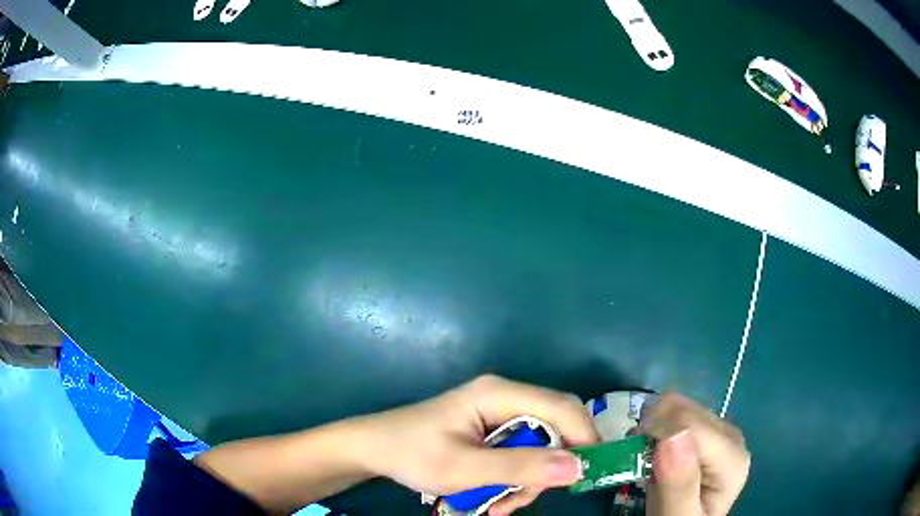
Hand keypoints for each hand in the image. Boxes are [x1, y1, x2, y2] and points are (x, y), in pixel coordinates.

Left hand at [355, 375, 600, 514]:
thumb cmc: (413, 453)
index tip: (588, 474)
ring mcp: (498, 414)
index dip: (584, 437)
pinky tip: (494, 500)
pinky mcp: (491, 431)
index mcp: (499, 393)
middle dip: (550, 466)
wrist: (373, 449)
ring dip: (528, 480)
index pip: (562, 407)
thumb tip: (578, 466)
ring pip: (539, 447)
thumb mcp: (465, 468)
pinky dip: (515, 479)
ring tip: (501, 507)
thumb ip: (521, 467)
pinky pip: (521, 454)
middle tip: (531, 497)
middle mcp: (505, 397)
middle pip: (555, 427)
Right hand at [639, 392, 750, 515]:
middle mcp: (731, 435)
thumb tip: (672, 435)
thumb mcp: (677, 515)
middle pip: (685, 410)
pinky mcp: (708, 430)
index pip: (690, 423)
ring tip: (645, 457)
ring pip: (679, 405)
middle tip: (637, 459)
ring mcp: (721, 430)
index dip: (656, 431)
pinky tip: (655, 452)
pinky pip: (678, 411)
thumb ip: (679, 484)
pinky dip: (658, 426)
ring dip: (653, 426)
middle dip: (653, 428)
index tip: (632, 455)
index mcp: (731, 457)